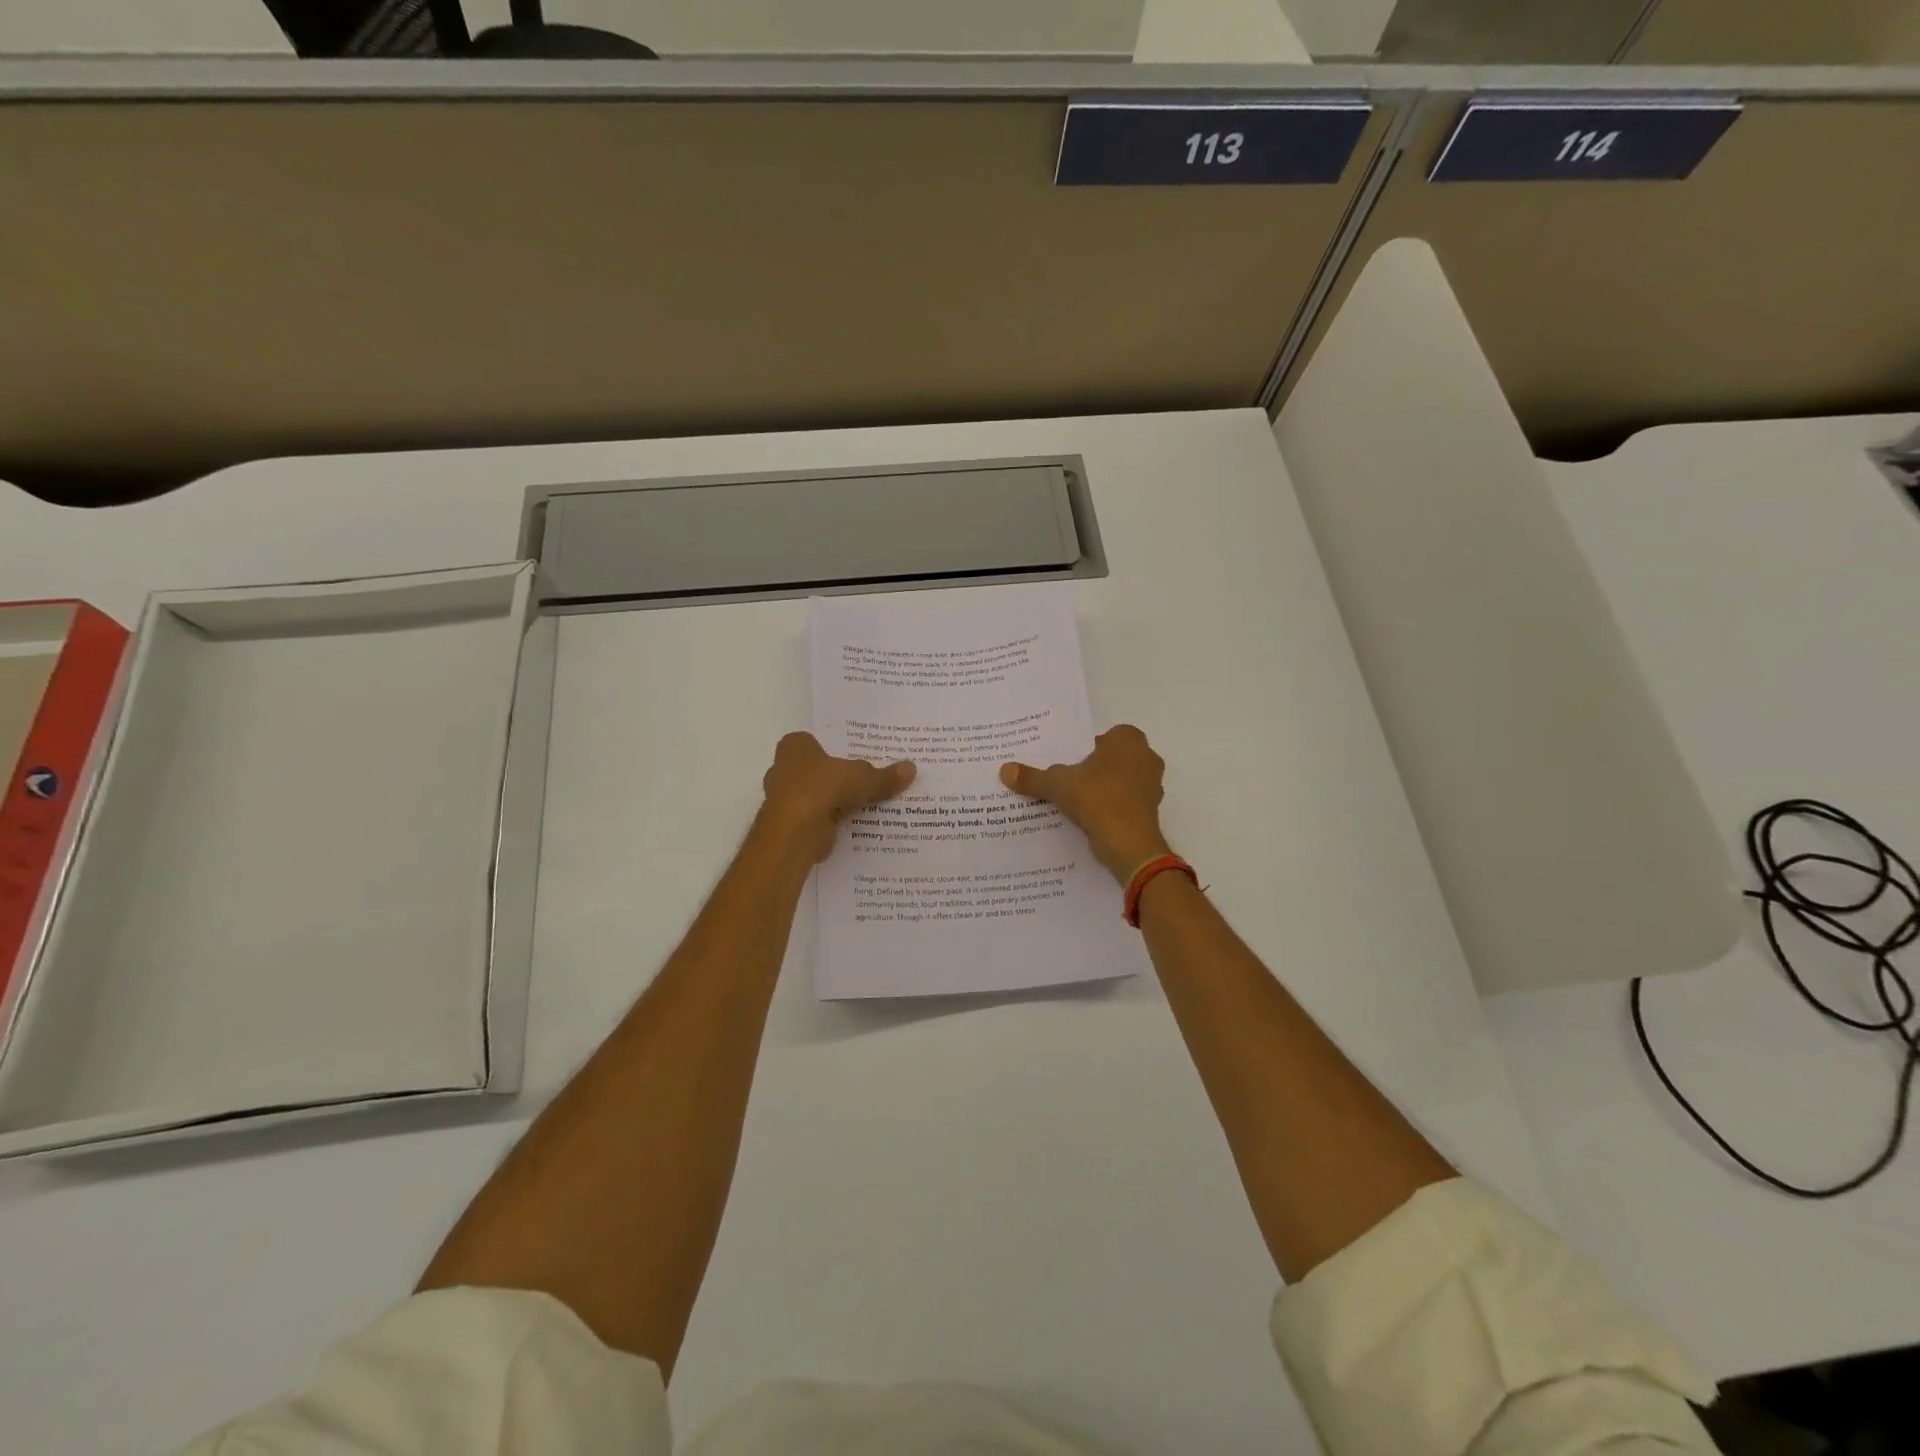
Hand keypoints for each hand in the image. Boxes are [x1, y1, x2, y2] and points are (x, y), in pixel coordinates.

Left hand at [758, 731, 914, 864]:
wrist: (795, 832)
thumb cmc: (823, 788)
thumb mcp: (863, 778)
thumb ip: (884, 776)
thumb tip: (911, 768)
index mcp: (795, 747)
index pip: (812, 741)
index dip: (831, 748)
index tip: (853, 757)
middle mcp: (782, 769)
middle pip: (814, 770)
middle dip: (833, 777)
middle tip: (863, 780)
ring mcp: (782, 799)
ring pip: (814, 795)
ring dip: (832, 802)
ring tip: (862, 805)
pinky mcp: (788, 825)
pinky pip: (814, 818)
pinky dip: (829, 822)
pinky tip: (851, 826)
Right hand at [1001, 725, 1171, 883]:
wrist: (1129, 844)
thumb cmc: (1097, 798)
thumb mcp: (1058, 785)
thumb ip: (1033, 777)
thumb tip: (1004, 770)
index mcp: (1128, 740)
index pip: (1102, 737)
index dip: (1083, 749)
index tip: (1066, 763)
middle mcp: (1146, 757)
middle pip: (1111, 759)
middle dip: (1091, 769)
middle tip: (1066, 780)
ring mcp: (1152, 785)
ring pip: (1119, 782)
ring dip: (1101, 790)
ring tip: (1074, 802)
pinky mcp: (1151, 811)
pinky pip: (1125, 803)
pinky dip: (1110, 808)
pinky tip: (1089, 819)